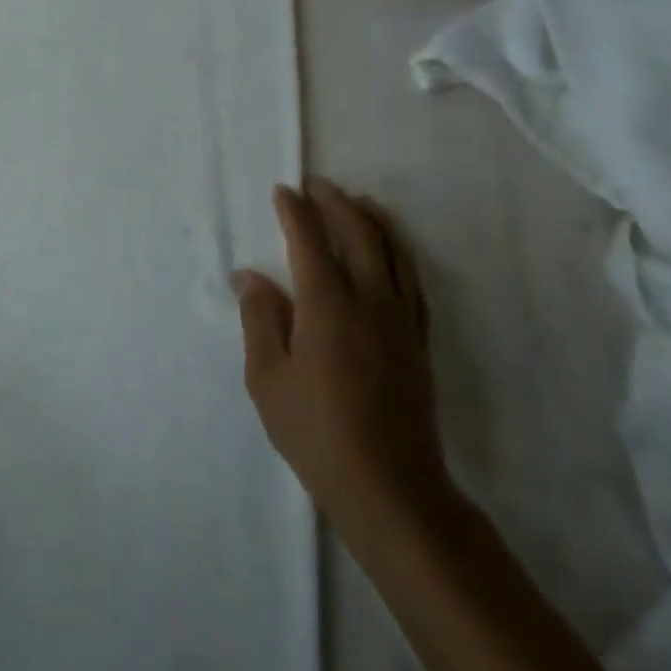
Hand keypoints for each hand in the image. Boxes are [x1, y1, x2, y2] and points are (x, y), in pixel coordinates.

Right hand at [235, 179, 452, 539]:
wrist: (390, 486)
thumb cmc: (314, 430)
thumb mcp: (266, 377)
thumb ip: (260, 318)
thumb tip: (251, 276)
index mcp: (327, 305)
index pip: (310, 241)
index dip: (295, 212)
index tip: (283, 190)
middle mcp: (370, 301)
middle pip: (359, 235)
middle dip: (337, 204)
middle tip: (318, 185)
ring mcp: (401, 321)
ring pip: (394, 253)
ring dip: (374, 221)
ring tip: (359, 202)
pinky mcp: (419, 342)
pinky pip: (414, 282)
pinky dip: (401, 254)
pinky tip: (393, 253)